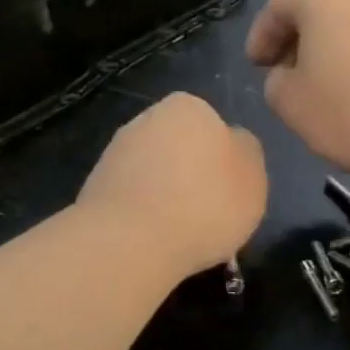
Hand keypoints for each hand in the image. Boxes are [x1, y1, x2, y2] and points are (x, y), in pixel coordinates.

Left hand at [76, 93, 266, 280]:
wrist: (130, 242)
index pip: (214, 127)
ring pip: (154, 173)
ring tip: (180, 234)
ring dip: (166, 196)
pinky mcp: (95, 185)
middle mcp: (147, 119)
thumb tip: (233, 144)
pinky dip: (143, 214)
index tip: (229, 193)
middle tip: (208, 214)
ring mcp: (116, 151)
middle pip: (181, 147)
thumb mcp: (254, 178)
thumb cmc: (204, 204)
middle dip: (192, 176)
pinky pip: (132, 197)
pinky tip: (152, 240)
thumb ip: (247, 154)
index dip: (225, 162)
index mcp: (189, 107)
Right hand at [246, 0, 349, 179]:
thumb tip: (288, 74)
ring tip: (323, 88)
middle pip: (318, 8)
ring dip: (330, 51)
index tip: (256, 65)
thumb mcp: (292, 104)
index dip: (261, 32)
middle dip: (296, 40)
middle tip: (285, 74)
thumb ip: (275, 83)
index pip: (280, 2)